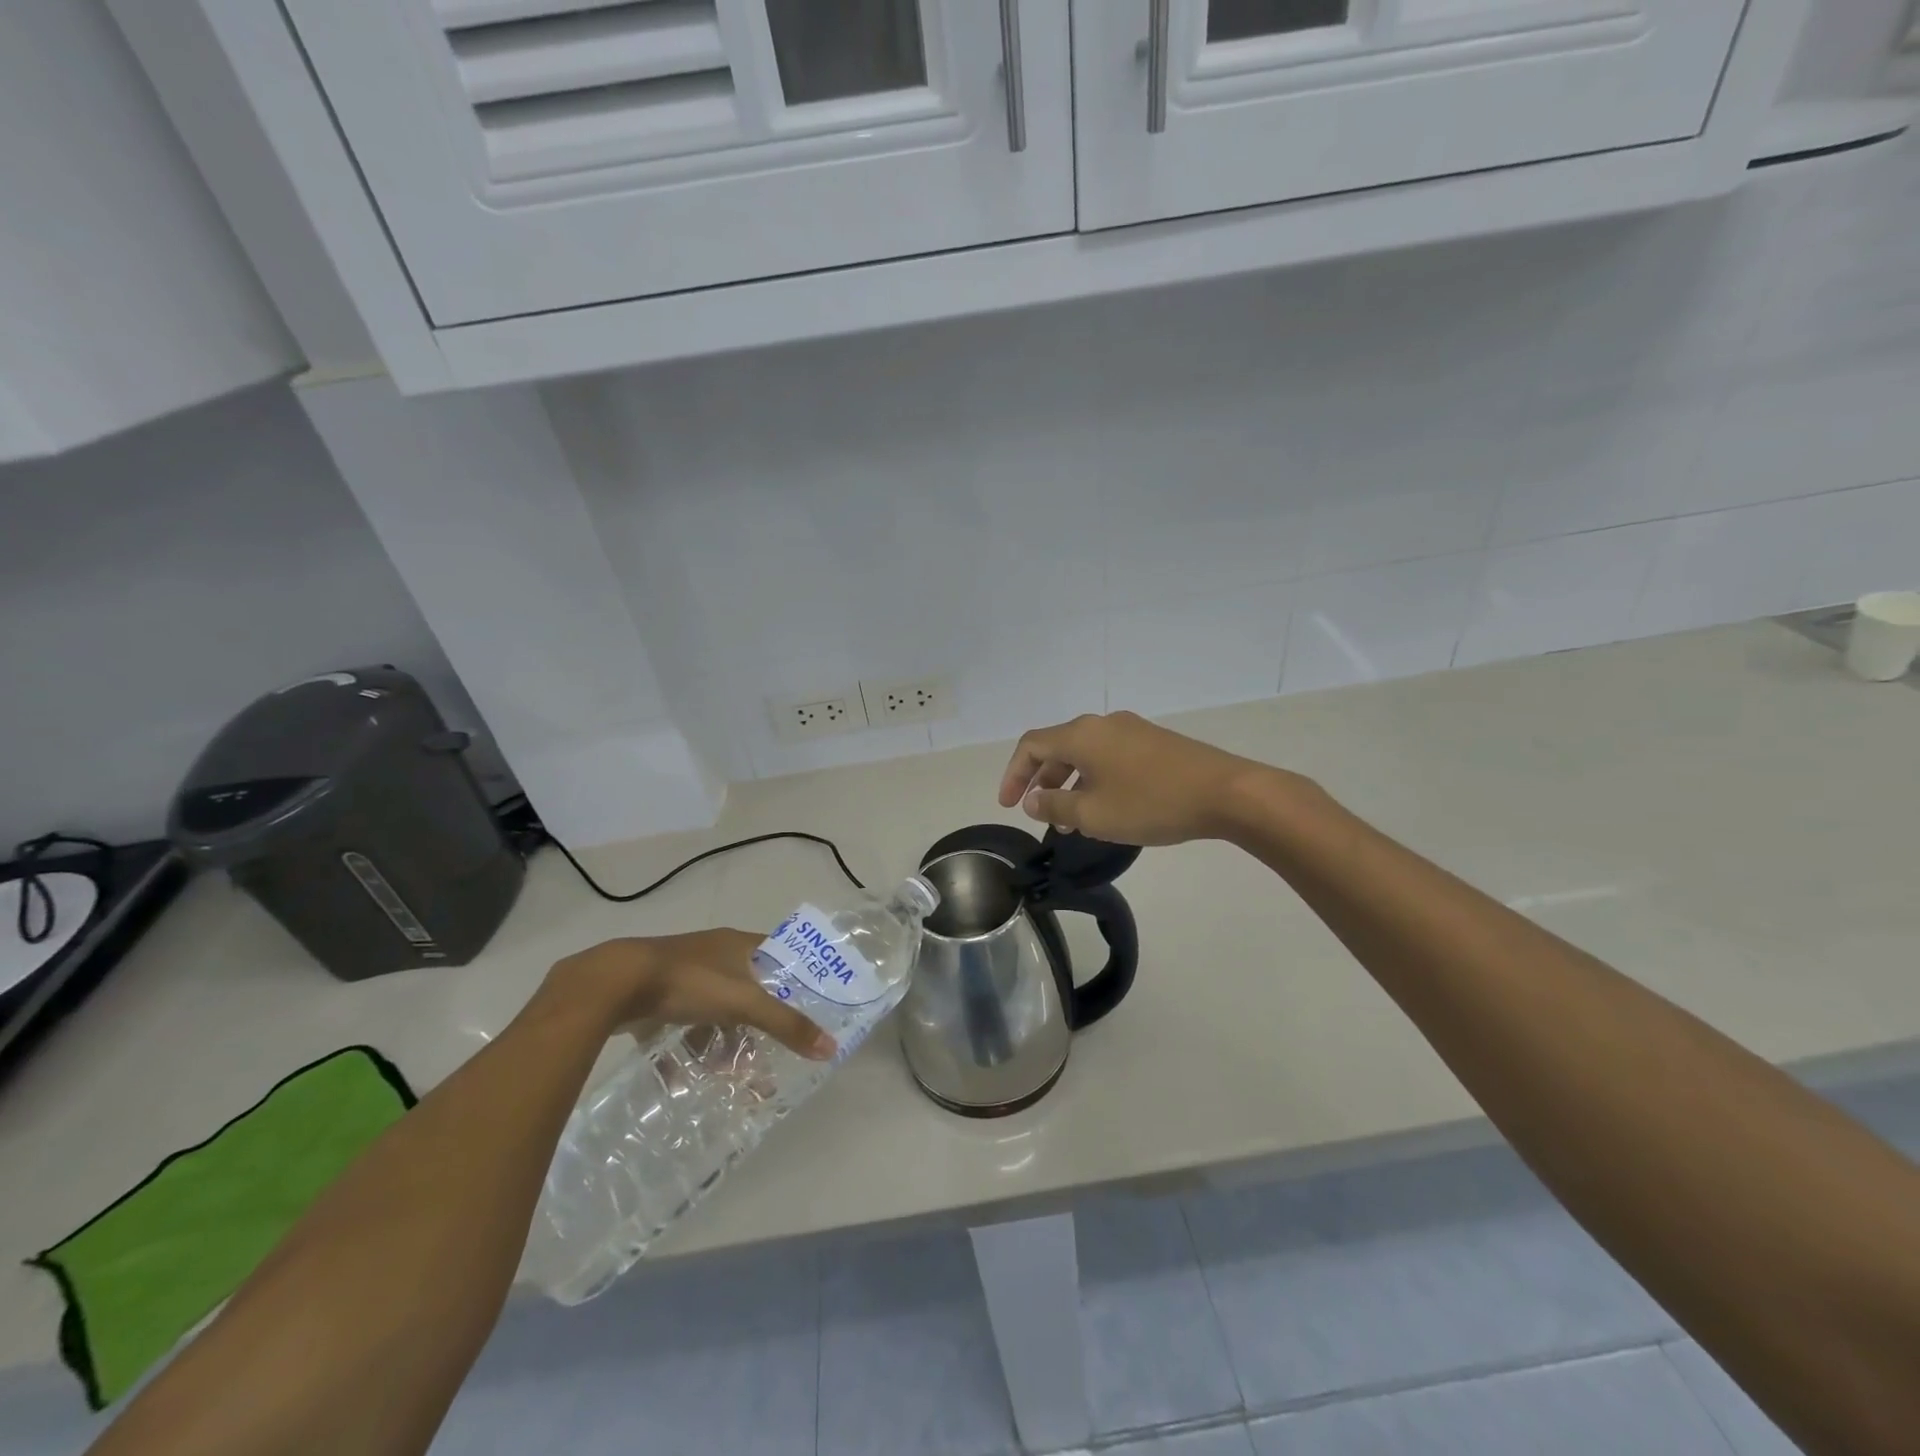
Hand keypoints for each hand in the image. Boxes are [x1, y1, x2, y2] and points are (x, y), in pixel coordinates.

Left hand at [547, 929, 834, 1060]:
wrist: (614, 983)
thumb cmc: (689, 981)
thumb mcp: (744, 1004)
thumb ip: (786, 1025)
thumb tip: (831, 1048)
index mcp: (739, 944)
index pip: (781, 956)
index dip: (798, 979)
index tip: (813, 1006)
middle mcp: (714, 955)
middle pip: (749, 990)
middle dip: (760, 1024)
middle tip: (772, 1055)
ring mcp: (684, 976)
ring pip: (715, 1012)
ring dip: (723, 1043)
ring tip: (731, 1077)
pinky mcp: (656, 997)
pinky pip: (681, 1026)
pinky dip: (686, 1051)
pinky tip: (686, 1079)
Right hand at [997, 711, 1286, 845]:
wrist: (1226, 792)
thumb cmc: (1151, 803)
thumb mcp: (1094, 814)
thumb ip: (1055, 806)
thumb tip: (1033, 800)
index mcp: (1081, 735)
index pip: (1031, 745)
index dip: (1013, 774)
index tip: (1009, 805)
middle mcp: (1103, 724)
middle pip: (1058, 747)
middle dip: (1042, 780)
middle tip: (1039, 813)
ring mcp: (1132, 731)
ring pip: (1086, 754)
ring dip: (1070, 783)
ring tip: (1071, 820)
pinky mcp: (1154, 743)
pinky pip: (1110, 757)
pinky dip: (1095, 779)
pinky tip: (1107, 808)